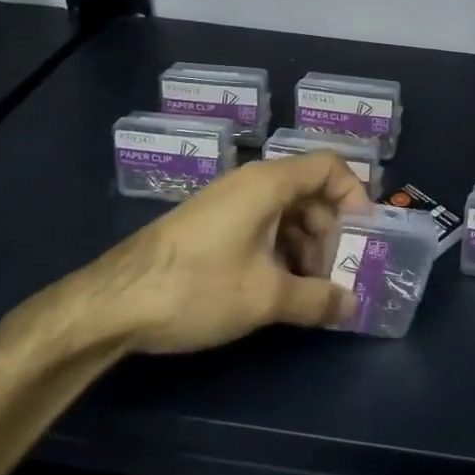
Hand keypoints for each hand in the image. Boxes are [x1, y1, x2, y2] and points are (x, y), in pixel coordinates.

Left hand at [63, 151, 369, 353]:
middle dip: (330, 232)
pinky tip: (276, 289)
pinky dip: (278, 251)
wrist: (111, 304)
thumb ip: (317, 299)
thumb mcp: (265, 297)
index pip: (329, 166)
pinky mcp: (210, 225)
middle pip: (309, 191)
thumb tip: (353, 307)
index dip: (355, 195)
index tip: (363, 236)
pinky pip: (260, 225)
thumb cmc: (197, 287)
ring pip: (285, 212)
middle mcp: (250, 183)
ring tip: (307, 291)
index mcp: (269, 183)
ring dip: (305, 246)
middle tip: (335, 274)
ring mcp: (227, 203)